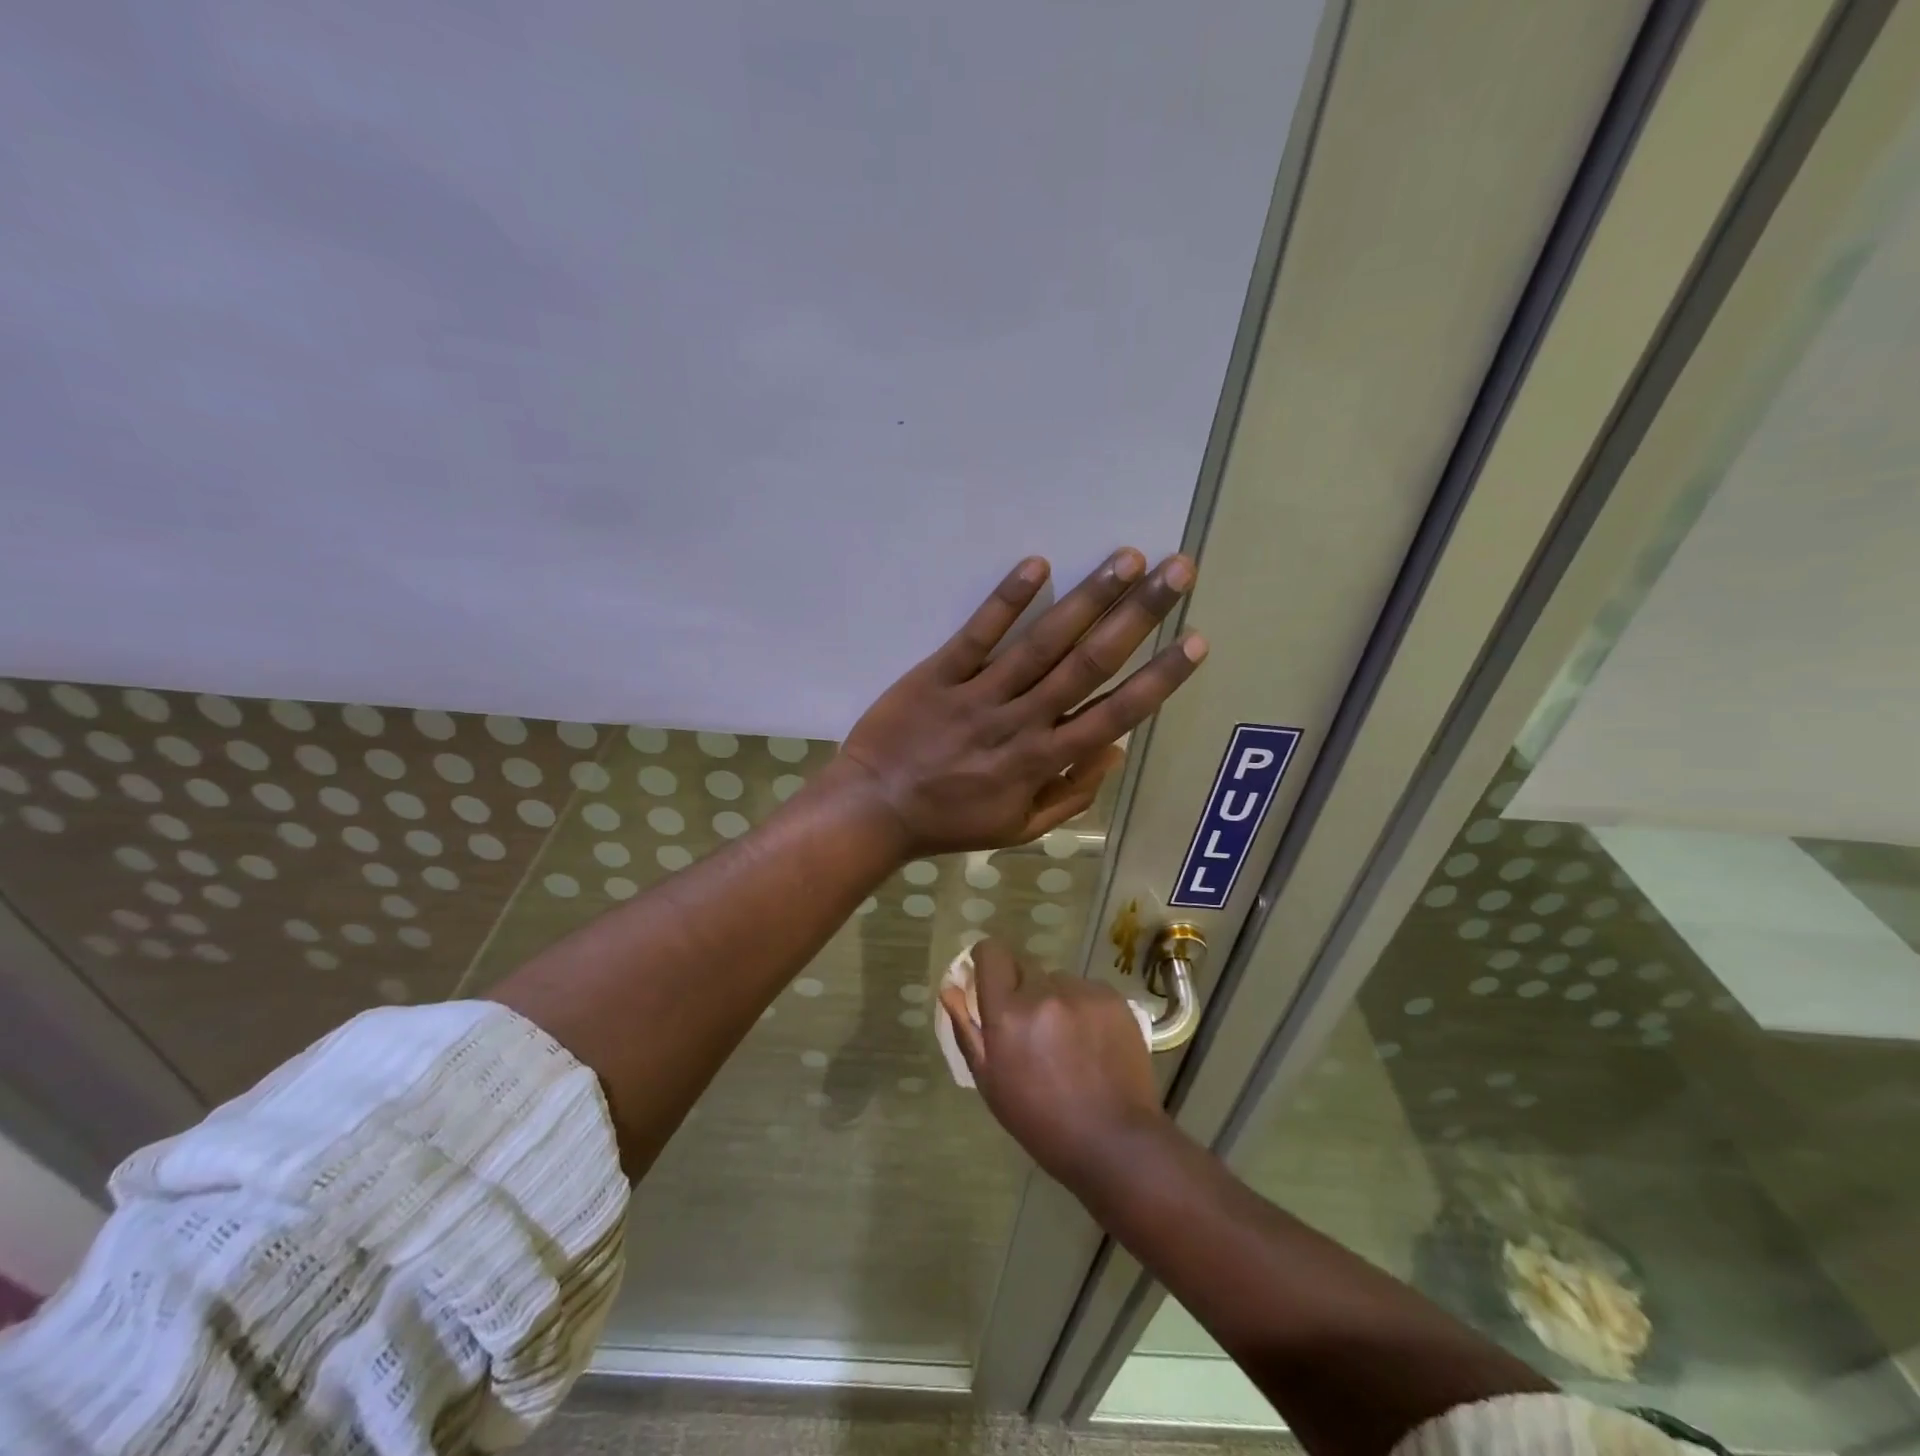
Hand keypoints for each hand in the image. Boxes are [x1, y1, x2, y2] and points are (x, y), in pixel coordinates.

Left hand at [838, 549, 1205, 856]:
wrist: (874, 810)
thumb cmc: (949, 822)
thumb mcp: (1020, 828)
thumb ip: (1072, 794)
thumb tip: (1117, 750)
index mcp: (1042, 761)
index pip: (1114, 714)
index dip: (1159, 679)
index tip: (1195, 641)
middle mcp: (1020, 721)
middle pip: (1089, 664)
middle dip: (1138, 617)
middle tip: (1178, 572)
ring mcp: (978, 695)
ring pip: (1042, 643)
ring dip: (1088, 598)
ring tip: (1128, 559)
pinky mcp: (938, 675)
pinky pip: (976, 635)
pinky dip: (1005, 601)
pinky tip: (1037, 564)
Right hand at [940, 939, 1166, 1189]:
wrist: (1114, 1141)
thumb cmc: (1041, 1121)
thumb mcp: (990, 1082)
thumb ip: (967, 1029)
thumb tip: (951, 987)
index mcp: (1008, 1014)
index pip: (991, 953)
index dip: (987, 961)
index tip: (989, 980)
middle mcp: (1044, 993)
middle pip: (1024, 966)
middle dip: (1022, 989)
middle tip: (1031, 1028)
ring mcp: (1082, 993)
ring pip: (1057, 979)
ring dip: (1054, 999)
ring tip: (1067, 1040)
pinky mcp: (1113, 998)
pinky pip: (1087, 989)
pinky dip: (1084, 1007)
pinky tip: (1092, 1041)